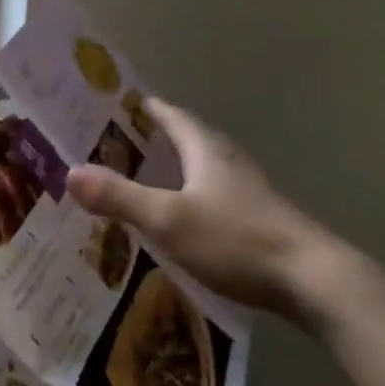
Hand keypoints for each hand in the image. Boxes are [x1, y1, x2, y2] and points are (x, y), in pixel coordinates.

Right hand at [65, 98, 344, 327]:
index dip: (147, 108)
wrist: (315, 282)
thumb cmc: (237, 240)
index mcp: (208, 150)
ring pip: (204, 170)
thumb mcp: (168, 219)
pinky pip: (215, 198)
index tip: (120, 103)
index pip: (173, 116)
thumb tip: (69, 172)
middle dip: (157, 139)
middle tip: (119, 144)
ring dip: (175, 170)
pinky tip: (179, 220)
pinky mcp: (260, 221)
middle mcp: (230, 163)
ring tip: (143, 179)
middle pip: (190, 140)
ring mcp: (249, 193)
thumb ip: (120, 197)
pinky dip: (191, 199)